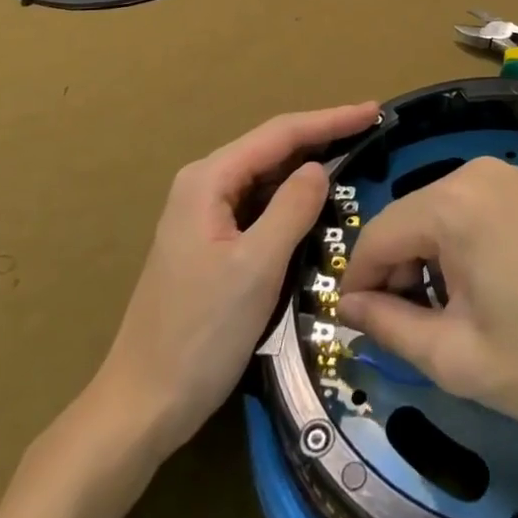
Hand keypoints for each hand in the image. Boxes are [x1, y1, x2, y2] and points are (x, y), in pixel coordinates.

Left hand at [88, 103, 378, 458]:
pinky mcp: (211, 242)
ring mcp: (205, 214)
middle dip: (322, 136)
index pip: (280, 134)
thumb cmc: (200, 335)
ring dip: (309, 165)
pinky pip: (261, 205)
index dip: (330, 119)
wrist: (143, 406)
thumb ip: (292, 209)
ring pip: (267, 177)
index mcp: (209, 180)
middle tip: (372, 129)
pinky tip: (318, 199)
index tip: (374, 112)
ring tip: (355, 153)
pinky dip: (293, 198)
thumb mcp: (256, 268)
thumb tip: (319, 168)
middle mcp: (204, 185)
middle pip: (272, 149)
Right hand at [339, 157, 517, 425]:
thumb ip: (390, 328)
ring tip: (456, 308)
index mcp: (453, 204)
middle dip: (399, 269)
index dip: (359, 281)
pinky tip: (496, 282)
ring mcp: (516, 173)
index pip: (378, 234)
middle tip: (412, 325)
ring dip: (434, 254)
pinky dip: (470, 238)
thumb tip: (351, 306)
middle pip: (412, 217)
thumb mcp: (459, 359)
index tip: (360, 323)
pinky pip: (483, 205)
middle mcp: (479, 172)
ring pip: (445, 209)